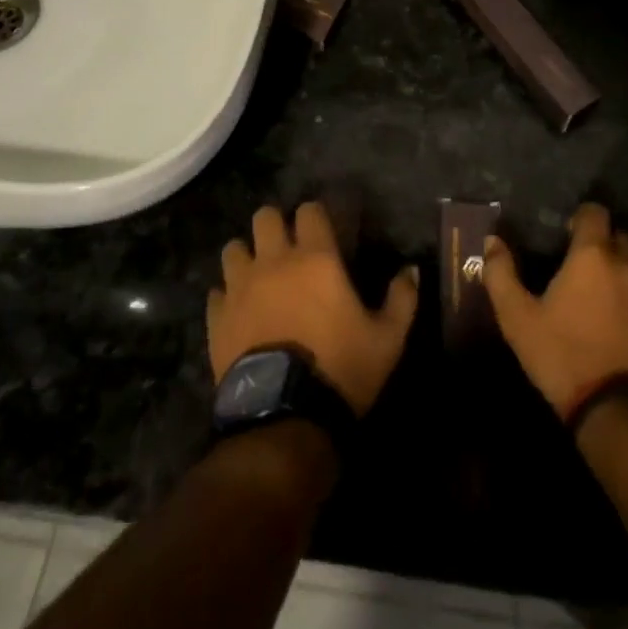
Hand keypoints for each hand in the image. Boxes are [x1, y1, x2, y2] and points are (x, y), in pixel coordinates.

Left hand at [208, 202, 418, 416]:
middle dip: (275, 226)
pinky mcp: (217, 317)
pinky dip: (226, 296)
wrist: (284, 417)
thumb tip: (411, 269)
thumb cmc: (341, 369)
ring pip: (233, 249)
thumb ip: (402, 299)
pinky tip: (238, 310)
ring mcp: (240, 287)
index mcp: (316, 258)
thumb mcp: (387, 339)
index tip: (322, 231)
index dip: (315, 216)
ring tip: (257, 276)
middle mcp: (274, 261)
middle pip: (264, 217)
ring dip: (246, 256)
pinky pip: (216, 291)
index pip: (308, 211)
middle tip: (287, 248)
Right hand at [481, 203, 627, 421]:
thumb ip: (501, 274)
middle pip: (621, 238)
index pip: (595, 213)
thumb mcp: (518, 318)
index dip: (581, 219)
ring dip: (622, 280)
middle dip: (604, 246)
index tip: (568, 236)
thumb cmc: (564, 357)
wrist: (623, 415)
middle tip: (582, 271)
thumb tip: (492, 241)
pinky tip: (623, 336)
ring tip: (602, 307)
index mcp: (593, 256)